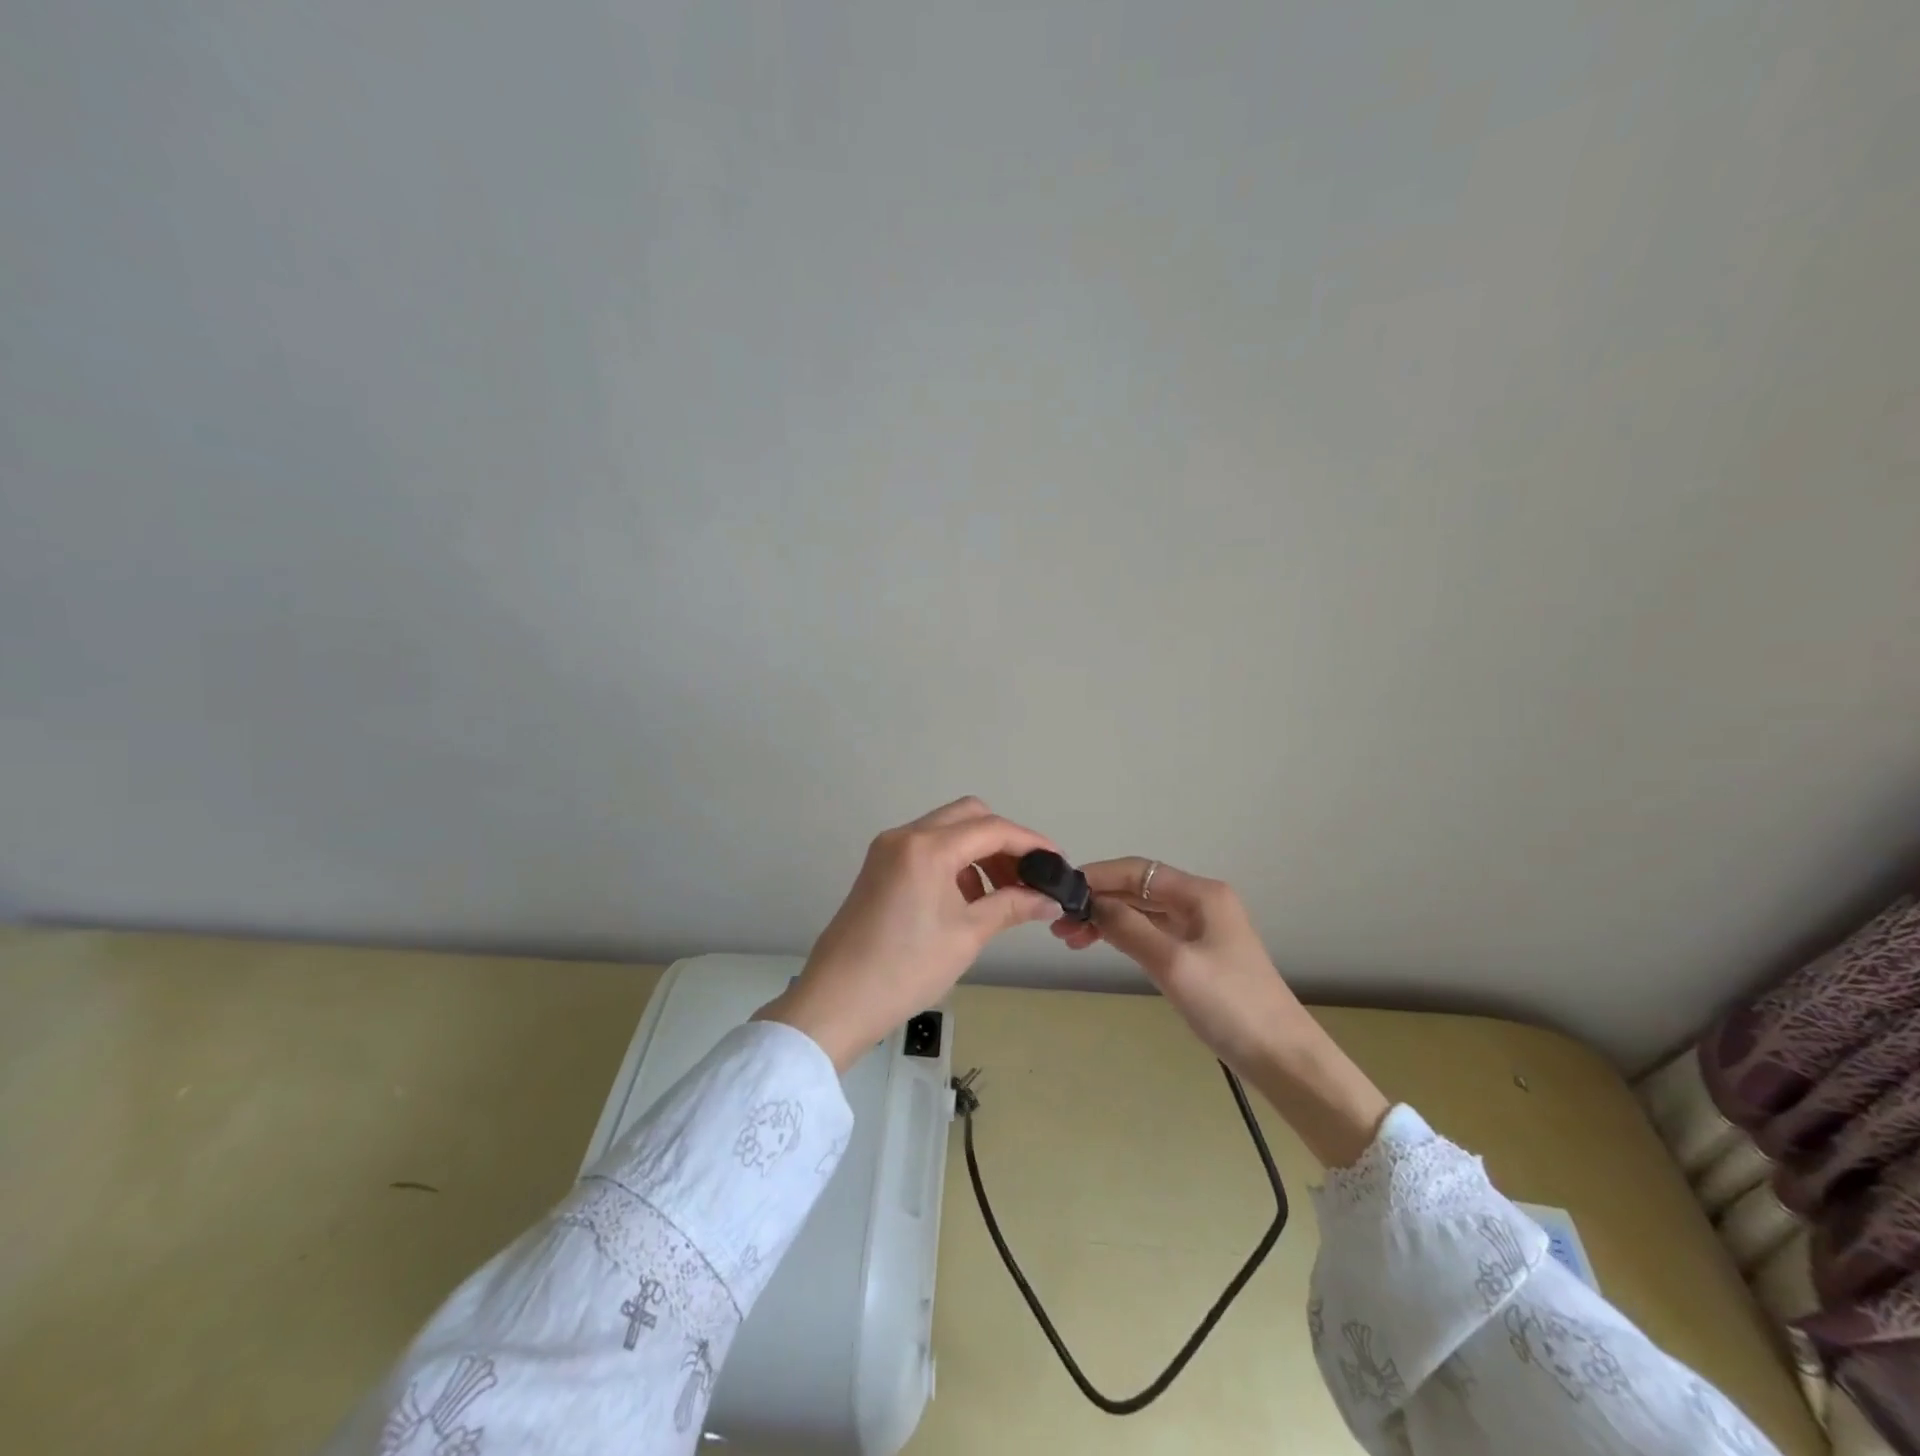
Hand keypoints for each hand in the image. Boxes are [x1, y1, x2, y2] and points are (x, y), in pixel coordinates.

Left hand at [756, 798, 1058, 1070]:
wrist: (838, 1000)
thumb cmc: (906, 969)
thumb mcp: (967, 935)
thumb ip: (1012, 906)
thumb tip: (1049, 901)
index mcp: (927, 847)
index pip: (992, 828)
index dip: (1030, 842)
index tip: (1057, 862)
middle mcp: (905, 835)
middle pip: (968, 816)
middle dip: (1003, 841)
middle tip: (1027, 877)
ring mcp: (887, 849)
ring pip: (946, 829)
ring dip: (978, 851)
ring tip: (1001, 894)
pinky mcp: (879, 866)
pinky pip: (926, 848)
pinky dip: (954, 862)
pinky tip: (967, 898)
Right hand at [1051, 857, 1308, 1073]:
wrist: (1282, 1058)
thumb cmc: (1229, 1004)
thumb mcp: (1173, 964)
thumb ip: (1128, 928)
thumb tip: (1090, 903)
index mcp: (1201, 894)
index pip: (1137, 870)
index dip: (1097, 876)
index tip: (1062, 892)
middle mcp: (1201, 903)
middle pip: (1138, 888)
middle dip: (1098, 901)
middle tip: (1061, 925)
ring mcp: (1201, 929)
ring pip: (1143, 912)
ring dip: (1108, 920)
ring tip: (1072, 938)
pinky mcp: (1198, 955)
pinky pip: (1152, 932)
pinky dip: (1125, 935)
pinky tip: (1102, 944)